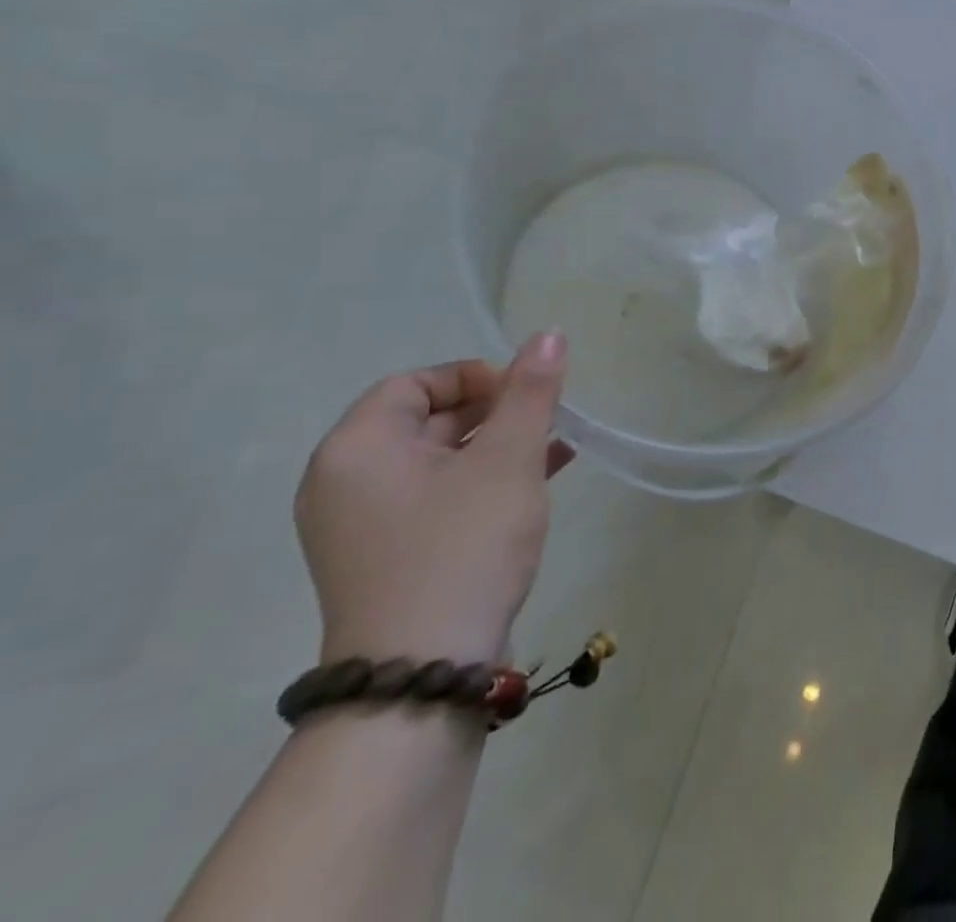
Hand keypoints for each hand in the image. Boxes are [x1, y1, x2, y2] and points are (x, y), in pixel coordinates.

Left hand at [296, 331, 572, 665]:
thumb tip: (549, 333)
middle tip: (548, 421)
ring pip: (440, 460)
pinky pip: (439, 496)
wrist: (424, 673)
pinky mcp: (390, 556)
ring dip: (498, 446)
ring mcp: (364, 525)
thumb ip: (530, 392)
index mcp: (357, 449)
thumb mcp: (508, 460)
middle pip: (426, 420)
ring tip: (556, 447)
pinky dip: (485, 480)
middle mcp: (346, 482)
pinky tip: (540, 479)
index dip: (476, 378)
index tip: (526, 395)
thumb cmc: (463, 547)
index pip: (415, 383)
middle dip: (495, 412)